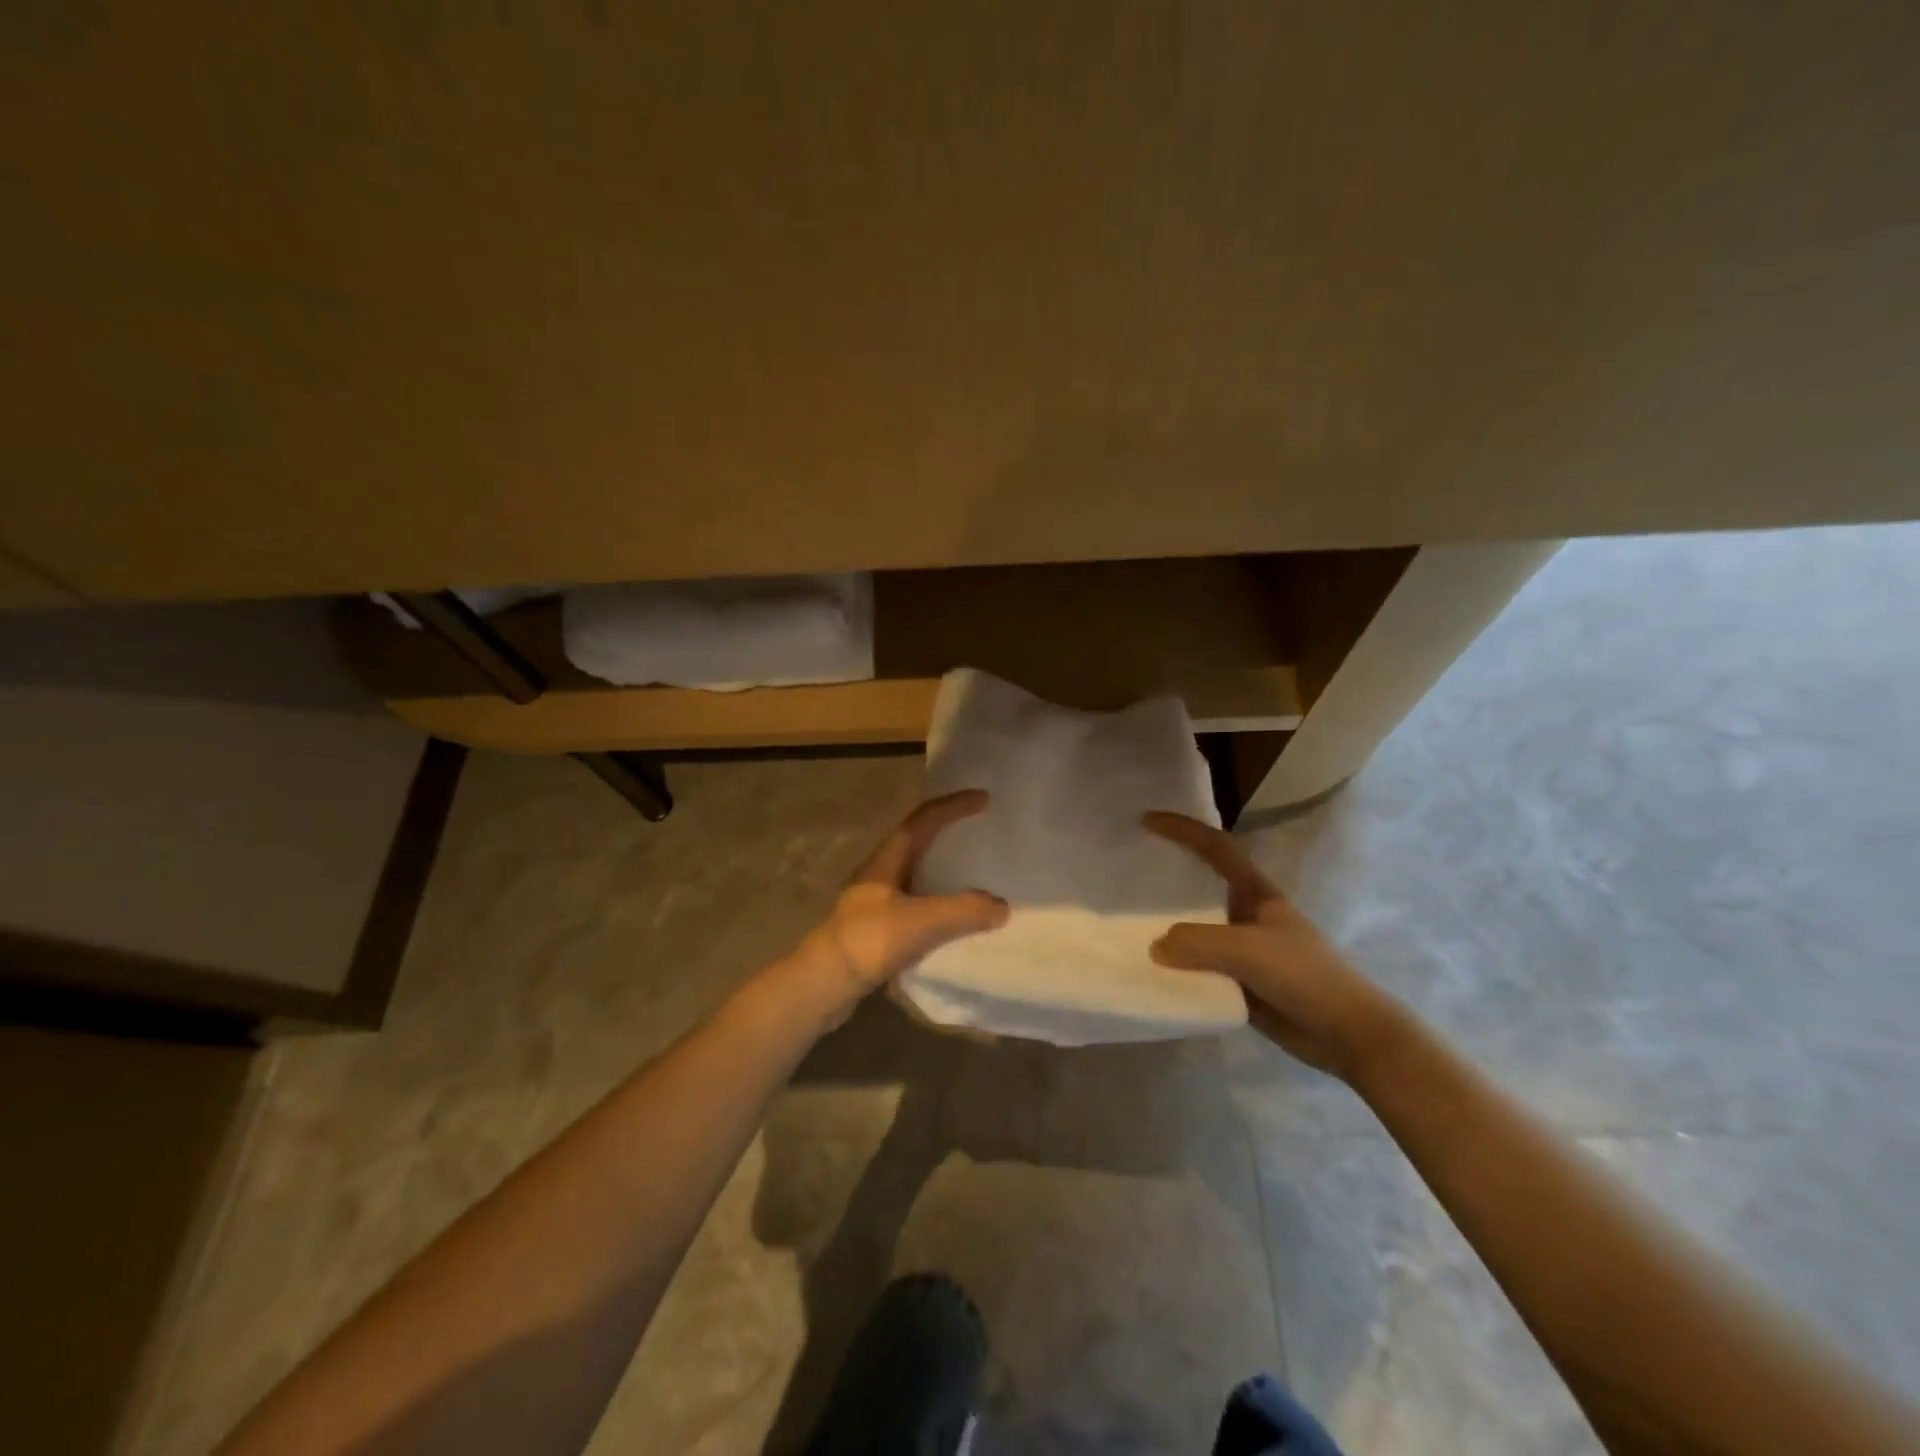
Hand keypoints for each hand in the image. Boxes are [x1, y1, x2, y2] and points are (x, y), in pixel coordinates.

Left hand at [782, 790, 1008, 1024]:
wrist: (823, 985)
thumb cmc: (868, 941)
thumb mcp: (920, 922)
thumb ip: (963, 910)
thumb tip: (1001, 906)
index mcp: (885, 861)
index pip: (922, 821)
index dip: (952, 806)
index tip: (983, 798)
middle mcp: (879, 875)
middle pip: (917, 843)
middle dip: (948, 833)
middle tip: (980, 832)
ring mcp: (875, 903)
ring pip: (917, 876)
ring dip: (944, 871)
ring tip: (975, 875)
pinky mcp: (877, 930)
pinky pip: (916, 906)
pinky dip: (939, 904)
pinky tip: (954, 919)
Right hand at [1143, 811, 1397, 1079]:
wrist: (1346, 1034)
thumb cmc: (1303, 976)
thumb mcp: (1248, 950)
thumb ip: (1197, 943)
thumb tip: (1156, 948)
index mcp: (1256, 893)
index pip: (1216, 848)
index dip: (1183, 830)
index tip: (1147, 821)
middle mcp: (1245, 914)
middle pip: (1201, 886)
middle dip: (1168, 875)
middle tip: (1127, 873)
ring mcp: (1242, 950)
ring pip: (1195, 930)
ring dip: (1166, 928)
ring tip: (1126, 924)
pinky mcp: (1239, 982)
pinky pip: (1198, 967)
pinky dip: (1175, 968)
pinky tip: (1150, 971)